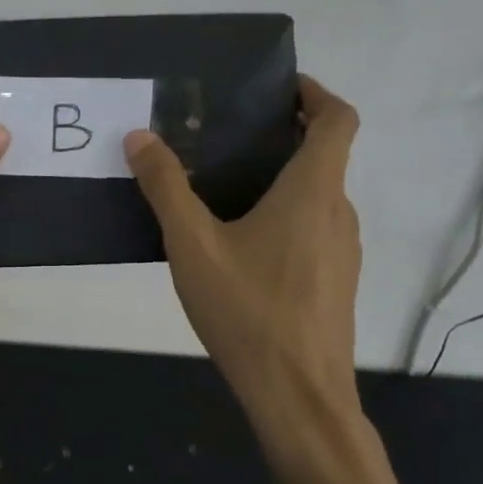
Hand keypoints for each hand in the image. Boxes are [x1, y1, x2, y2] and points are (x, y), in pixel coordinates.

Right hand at [124, 76, 366, 444]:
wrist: (298, 396)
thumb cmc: (248, 311)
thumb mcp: (193, 245)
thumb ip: (166, 187)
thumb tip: (140, 137)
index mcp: (313, 191)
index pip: (338, 119)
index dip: (315, 93)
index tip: (279, 87)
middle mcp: (338, 213)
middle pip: (324, 156)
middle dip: (282, 137)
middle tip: (226, 136)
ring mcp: (342, 251)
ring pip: (316, 196)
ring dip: (280, 179)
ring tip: (223, 187)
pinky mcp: (335, 282)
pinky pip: (312, 230)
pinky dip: (284, 216)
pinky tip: (238, 244)